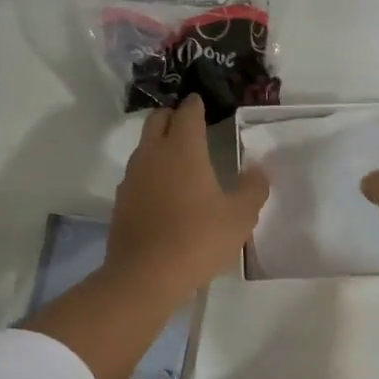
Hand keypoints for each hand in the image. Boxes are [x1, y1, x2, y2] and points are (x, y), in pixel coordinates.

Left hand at [107, 94, 269, 298]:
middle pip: (158, 120)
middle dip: (173, 117)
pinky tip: (164, 193)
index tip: (203, 103)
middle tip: (191, 126)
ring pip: (144, 147)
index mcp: (183, 149)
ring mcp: (132, 177)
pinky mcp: (121, 201)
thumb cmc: (198, 239)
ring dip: (160, 144)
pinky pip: (137, 175)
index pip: (188, 112)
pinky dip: (151, 173)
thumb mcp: (240, 217)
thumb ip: (253, 188)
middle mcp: (153, 154)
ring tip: (180, 159)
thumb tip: (257, 170)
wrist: (145, 275)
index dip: (196, 105)